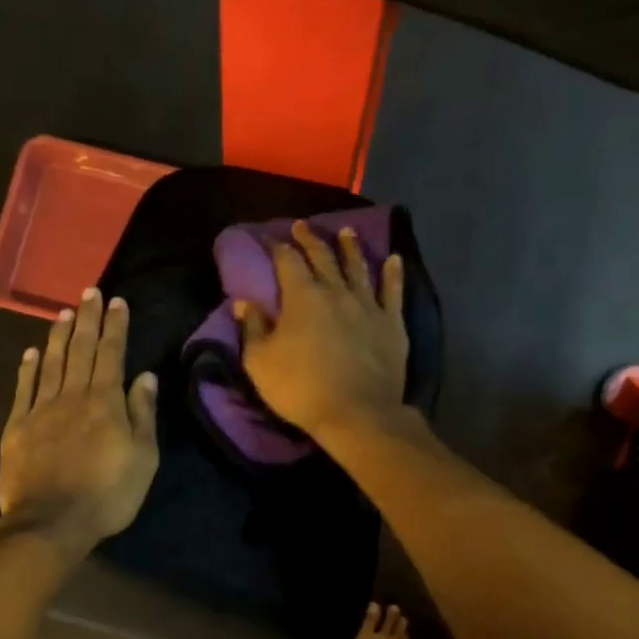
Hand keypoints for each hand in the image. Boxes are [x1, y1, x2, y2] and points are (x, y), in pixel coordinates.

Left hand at [0, 288, 159, 555]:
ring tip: (63, 312)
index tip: (116, 301)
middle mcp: (72, 396)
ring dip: (58, 335)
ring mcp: (40, 409)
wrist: (50, 523)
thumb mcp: (142, 459)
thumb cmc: (107, 495)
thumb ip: (142, 414)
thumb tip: (145, 376)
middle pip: (80, 349)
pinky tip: (31, 352)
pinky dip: (28, 367)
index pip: (111, 354)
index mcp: (105, 402)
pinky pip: (23, 388)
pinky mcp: (17, 427)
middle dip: (87, 318)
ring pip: (51, 362)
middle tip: (89, 291)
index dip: (114, 326)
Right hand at [239, 221, 408, 443]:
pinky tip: (394, 259)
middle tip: (303, 225)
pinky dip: (393, 274)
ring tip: (346, 231)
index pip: (287, 262)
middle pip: (322, 257)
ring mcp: (367, 305)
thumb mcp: (260, 363)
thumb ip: (253, 328)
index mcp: (302, 298)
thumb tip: (244, 302)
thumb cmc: (301, 389)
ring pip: (358, 267)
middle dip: (310, 239)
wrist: (356, 412)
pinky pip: (393, 291)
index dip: (278, 247)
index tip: (271, 239)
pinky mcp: (391, 323)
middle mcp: (336, 292)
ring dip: (350, 247)